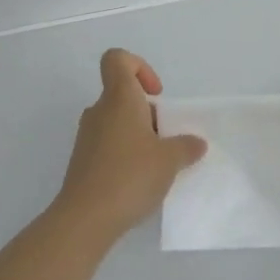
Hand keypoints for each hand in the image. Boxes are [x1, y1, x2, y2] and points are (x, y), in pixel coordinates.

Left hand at [53, 49, 205, 247]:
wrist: (85, 219)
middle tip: (166, 138)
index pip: (117, 59)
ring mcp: (87, 136)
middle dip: (148, 111)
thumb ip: (186, 146)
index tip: (156, 94)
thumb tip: (196, 143)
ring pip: (116, 121)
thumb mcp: (170, 160)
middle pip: (122, 94)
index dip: (139, 66)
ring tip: (156, 163)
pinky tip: (139, 180)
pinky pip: (108, 144)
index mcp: (119, 98)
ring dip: (138, 134)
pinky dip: (125, 153)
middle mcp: (99, 110)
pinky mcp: (83, 161)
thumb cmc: (130, 176)